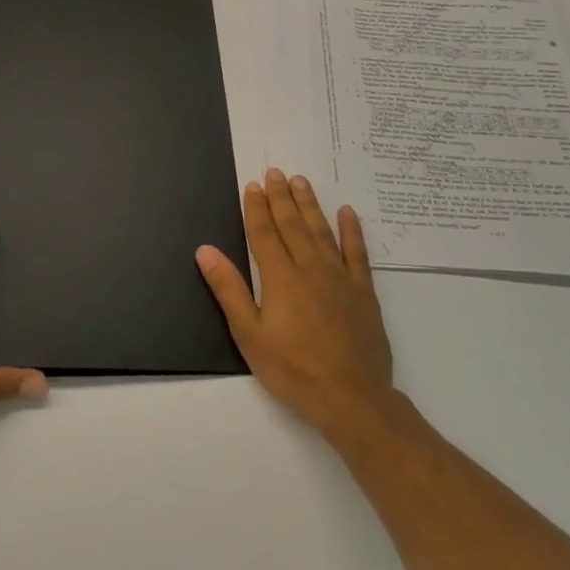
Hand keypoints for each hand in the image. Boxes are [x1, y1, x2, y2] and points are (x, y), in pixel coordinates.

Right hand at [196, 169, 396, 441]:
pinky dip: (352, 231)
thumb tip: (205, 250)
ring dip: (310, 205)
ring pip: (322, 231)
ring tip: (301, 182)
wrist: (352, 397)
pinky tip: (347, 213)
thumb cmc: (293, 369)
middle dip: (281, 197)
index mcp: (280, 278)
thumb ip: (228, 289)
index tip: (253, 185)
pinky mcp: (363, 292)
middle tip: (276, 172)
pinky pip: (357, 253)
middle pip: (292, 225)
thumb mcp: (249, 334)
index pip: (265, 233)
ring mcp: (340, 278)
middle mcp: (310, 268)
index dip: (257, 208)